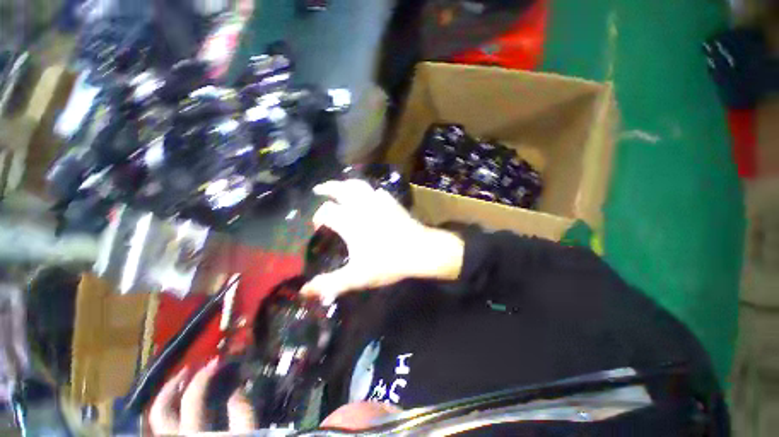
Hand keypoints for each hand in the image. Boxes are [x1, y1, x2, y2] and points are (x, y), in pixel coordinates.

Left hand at [149, 358, 255, 434]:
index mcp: (193, 434)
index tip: (218, 362)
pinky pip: (162, 427)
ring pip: (156, 419)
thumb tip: (238, 389)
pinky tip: (178, 404)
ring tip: (179, 381)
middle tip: (189, 368)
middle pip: (161, 409)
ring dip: (166, 396)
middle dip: (173, 384)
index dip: (204, 377)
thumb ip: (243, 415)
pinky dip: (168, 412)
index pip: (193, 398)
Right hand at [301, 179, 463, 302]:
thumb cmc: (388, 262)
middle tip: (320, 189)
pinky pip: (377, 191)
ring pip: (359, 185)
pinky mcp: (392, 202)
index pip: (327, 211)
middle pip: (340, 189)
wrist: (419, 250)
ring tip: (341, 186)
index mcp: (350, 222)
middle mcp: (361, 207)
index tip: (318, 225)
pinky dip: (369, 191)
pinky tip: (370, 195)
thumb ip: (331, 283)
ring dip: (347, 184)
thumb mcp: (357, 276)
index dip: (319, 216)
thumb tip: (305, 291)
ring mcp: (378, 202)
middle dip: (328, 188)